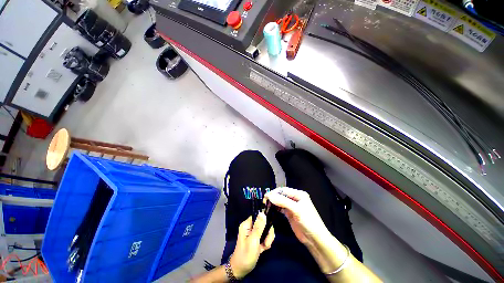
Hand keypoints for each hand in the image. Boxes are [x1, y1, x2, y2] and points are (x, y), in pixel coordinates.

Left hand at [229, 213, 274, 278]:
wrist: (241, 270)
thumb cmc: (246, 255)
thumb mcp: (253, 240)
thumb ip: (259, 227)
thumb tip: (262, 212)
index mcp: (247, 224)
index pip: (258, 215)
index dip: (265, 220)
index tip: (268, 229)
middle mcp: (250, 226)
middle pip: (264, 223)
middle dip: (268, 233)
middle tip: (267, 243)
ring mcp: (254, 233)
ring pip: (266, 230)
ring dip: (268, 239)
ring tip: (265, 247)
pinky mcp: (257, 239)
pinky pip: (265, 236)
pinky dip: (266, 242)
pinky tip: (264, 249)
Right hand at [264, 187, 329, 246]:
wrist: (315, 239)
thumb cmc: (308, 222)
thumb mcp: (296, 210)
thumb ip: (283, 202)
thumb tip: (269, 196)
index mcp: (299, 194)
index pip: (284, 190)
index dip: (274, 192)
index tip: (266, 196)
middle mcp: (295, 198)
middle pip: (281, 195)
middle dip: (273, 197)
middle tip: (265, 201)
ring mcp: (292, 206)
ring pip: (280, 201)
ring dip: (273, 203)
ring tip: (266, 205)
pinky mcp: (290, 214)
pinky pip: (281, 208)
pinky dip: (275, 208)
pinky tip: (270, 210)